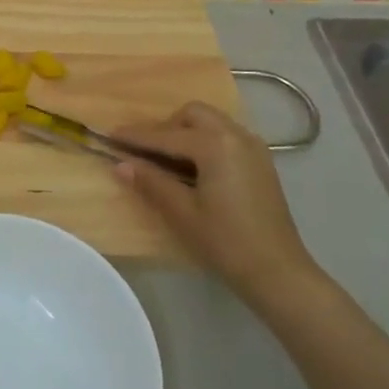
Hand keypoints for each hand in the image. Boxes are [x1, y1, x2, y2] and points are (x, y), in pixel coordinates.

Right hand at [113, 102, 324, 312]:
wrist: (279, 273)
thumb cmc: (226, 242)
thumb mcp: (182, 213)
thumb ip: (151, 182)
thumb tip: (121, 164)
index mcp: (215, 145)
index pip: (166, 136)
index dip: (136, 137)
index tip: (109, 135)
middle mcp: (236, 136)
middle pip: (192, 115)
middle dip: (166, 127)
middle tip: (146, 152)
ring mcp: (253, 147)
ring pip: (211, 122)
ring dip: (186, 132)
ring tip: (169, 160)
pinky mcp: (261, 162)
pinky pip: (226, 136)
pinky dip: (205, 141)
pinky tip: (196, 168)